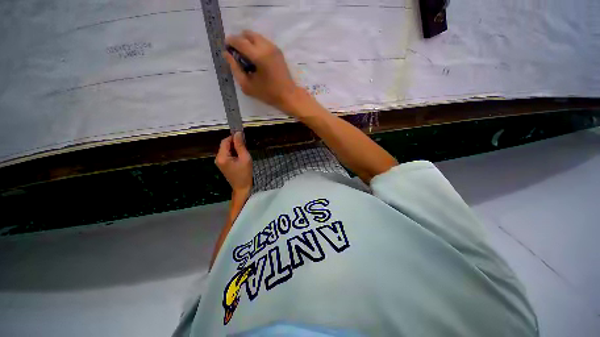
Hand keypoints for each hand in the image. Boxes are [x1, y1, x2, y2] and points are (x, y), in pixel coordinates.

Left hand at [215, 132, 252, 195]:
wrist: (242, 188)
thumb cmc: (245, 174)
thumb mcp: (245, 158)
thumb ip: (240, 145)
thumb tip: (238, 133)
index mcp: (222, 157)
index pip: (225, 141)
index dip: (233, 137)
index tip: (243, 138)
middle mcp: (217, 158)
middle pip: (224, 145)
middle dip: (234, 143)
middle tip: (245, 147)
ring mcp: (219, 162)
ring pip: (226, 149)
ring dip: (234, 148)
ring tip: (244, 152)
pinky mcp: (222, 164)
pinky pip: (227, 154)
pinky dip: (233, 153)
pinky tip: (240, 157)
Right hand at [225, 30, 303, 113]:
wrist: (288, 96)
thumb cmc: (268, 94)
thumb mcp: (247, 86)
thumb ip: (235, 69)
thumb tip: (227, 54)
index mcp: (258, 56)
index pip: (240, 41)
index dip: (230, 41)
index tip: (226, 47)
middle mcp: (266, 47)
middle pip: (248, 34)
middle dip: (240, 40)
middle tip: (237, 53)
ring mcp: (274, 48)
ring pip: (256, 36)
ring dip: (248, 42)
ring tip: (247, 57)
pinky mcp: (279, 51)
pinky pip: (264, 41)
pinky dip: (257, 45)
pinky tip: (257, 59)